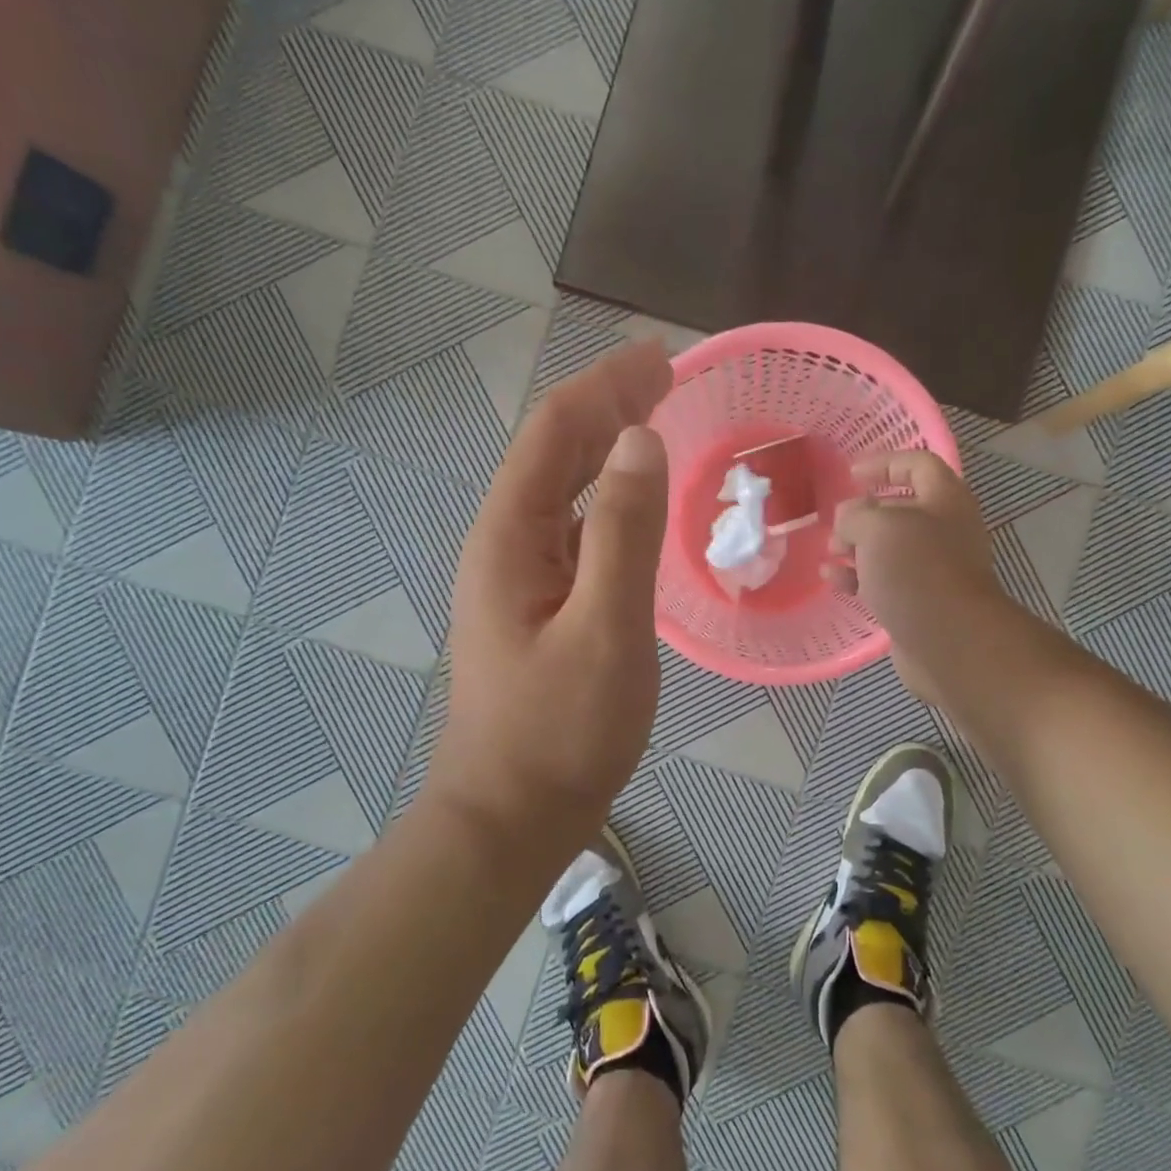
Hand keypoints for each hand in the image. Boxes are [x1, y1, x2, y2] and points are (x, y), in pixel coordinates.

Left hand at [429, 342, 672, 854]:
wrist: (512, 814)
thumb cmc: (562, 728)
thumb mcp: (607, 627)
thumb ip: (624, 531)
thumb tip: (642, 440)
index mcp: (511, 535)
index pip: (557, 432)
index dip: (607, 386)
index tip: (662, 357)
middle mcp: (504, 541)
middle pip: (553, 450)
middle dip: (607, 404)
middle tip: (667, 375)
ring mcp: (516, 574)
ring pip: (560, 486)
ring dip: (605, 443)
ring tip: (653, 415)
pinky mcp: (535, 602)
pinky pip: (570, 524)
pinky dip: (604, 492)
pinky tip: (630, 496)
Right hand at [825, 451, 1002, 708]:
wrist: (951, 643)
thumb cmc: (917, 571)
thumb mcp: (877, 528)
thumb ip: (855, 514)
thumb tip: (849, 521)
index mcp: (945, 500)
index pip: (917, 464)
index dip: (884, 462)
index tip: (851, 475)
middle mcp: (945, 530)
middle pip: (900, 509)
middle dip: (863, 514)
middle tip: (836, 525)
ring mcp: (934, 569)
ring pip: (889, 548)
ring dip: (856, 547)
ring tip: (829, 554)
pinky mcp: (920, 602)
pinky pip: (885, 581)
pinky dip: (858, 577)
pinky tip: (832, 580)